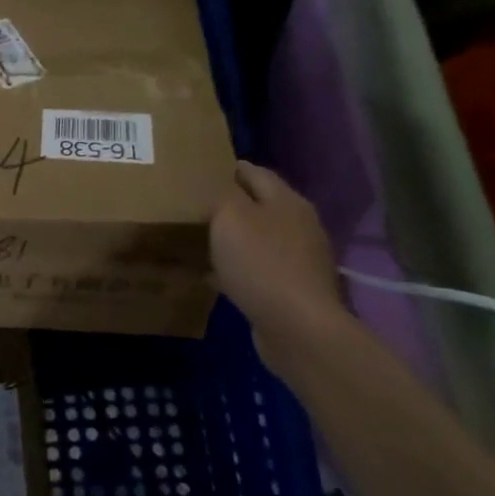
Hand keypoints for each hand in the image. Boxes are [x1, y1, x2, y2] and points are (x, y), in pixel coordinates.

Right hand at [209, 161, 344, 343]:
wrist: (296, 327)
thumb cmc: (260, 262)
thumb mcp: (230, 216)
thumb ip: (220, 196)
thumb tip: (217, 191)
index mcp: (287, 201)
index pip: (255, 172)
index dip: (229, 169)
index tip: (200, 172)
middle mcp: (299, 225)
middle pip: (260, 206)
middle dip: (230, 205)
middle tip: (195, 206)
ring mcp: (299, 259)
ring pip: (258, 239)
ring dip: (233, 239)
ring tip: (200, 240)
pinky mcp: (292, 289)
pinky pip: (257, 270)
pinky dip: (236, 268)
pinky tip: (213, 275)